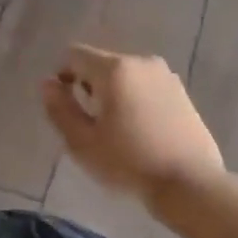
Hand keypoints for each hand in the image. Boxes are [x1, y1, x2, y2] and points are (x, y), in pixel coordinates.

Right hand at [41, 45, 222, 206]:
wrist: (189, 183)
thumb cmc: (128, 163)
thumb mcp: (82, 142)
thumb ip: (60, 109)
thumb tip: (48, 84)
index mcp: (115, 69)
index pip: (74, 55)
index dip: (61, 75)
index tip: (64, 106)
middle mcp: (142, 62)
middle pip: (101, 64)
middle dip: (88, 86)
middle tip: (88, 124)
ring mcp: (166, 76)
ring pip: (125, 76)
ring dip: (112, 94)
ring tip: (114, 130)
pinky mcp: (181, 93)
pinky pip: (146, 87)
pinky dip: (134, 100)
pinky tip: (139, 132)